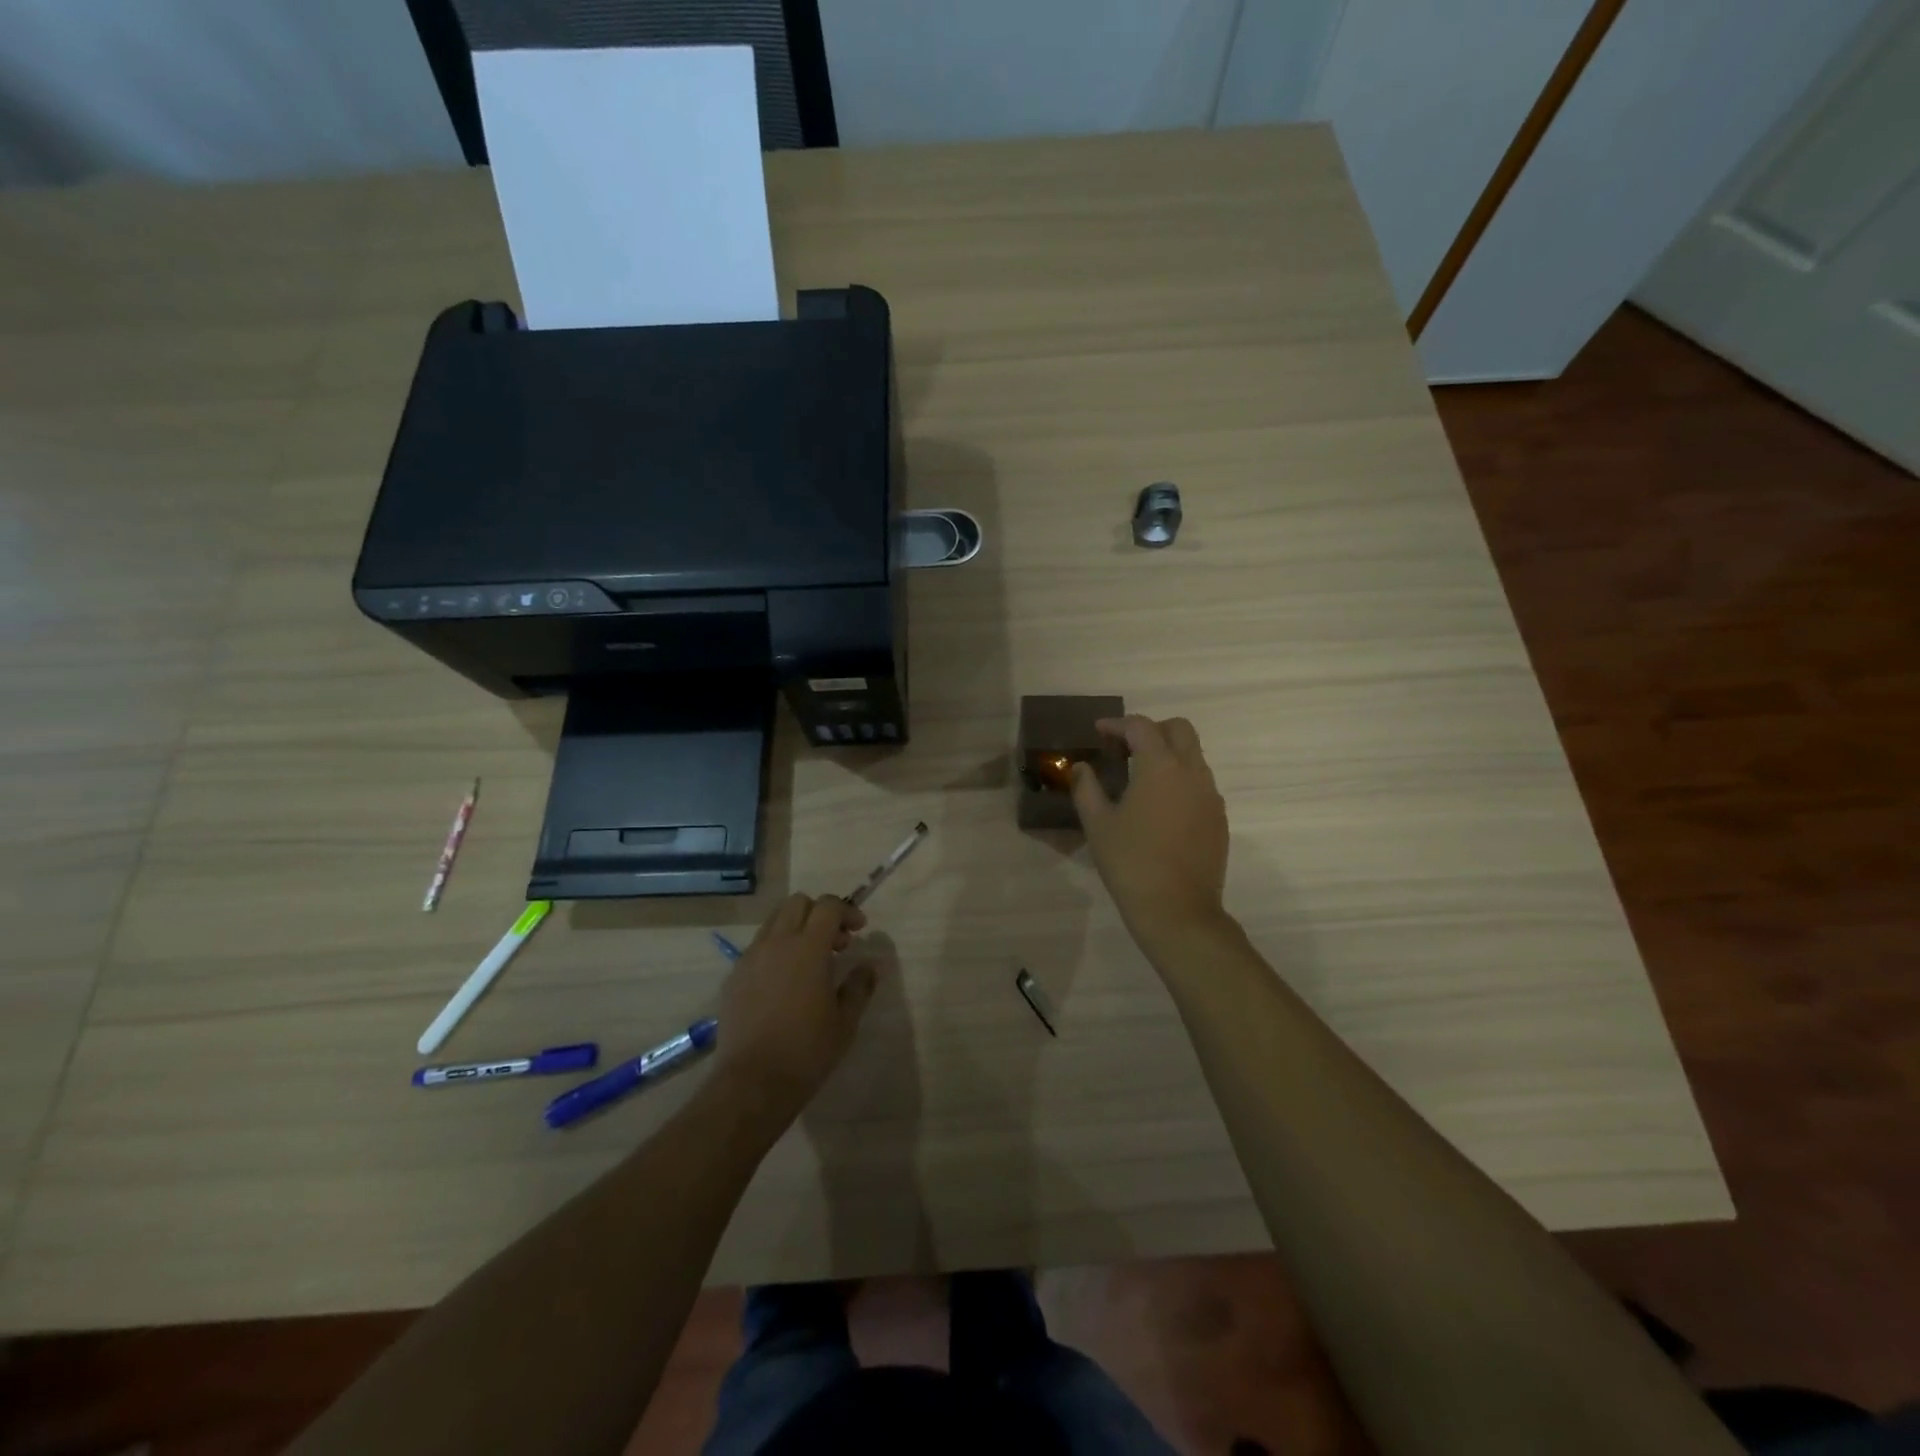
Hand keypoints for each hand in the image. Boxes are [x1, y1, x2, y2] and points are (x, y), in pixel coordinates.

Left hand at [712, 894, 878, 1123]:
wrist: (752, 1084)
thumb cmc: (806, 1051)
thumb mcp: (845, 1021)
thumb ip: (860, 986)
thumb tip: (870, 965)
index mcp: (807, 948)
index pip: (827, 906)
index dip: (846, 911)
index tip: (859, 930)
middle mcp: (776, 943)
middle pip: (797, 903)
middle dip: (820, 913)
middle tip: (836, 943)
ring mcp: (750, 958)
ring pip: (774, 922)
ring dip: (796, 929)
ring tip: (810, 961)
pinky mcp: (734, 977)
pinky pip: (758, 947)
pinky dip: (776, 949)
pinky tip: (785, 982)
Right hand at [1072, 715, 1229, 944]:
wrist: (1177, 910)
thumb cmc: (1131, 862)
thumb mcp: (1098, 824)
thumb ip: (1086, 788)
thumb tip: (1081, 767)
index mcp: (1161, 767)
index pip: (1141, 727)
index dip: (1117, 724)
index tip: (1098, 731)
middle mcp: (1192, 773)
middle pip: (1180, 730)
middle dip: (1152, 729)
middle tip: (1125, 747)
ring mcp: (1211, 797)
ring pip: (1194, 757)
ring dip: (1168, 754)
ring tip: (1140, 776)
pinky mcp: (1219, 819)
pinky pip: (1201, 784)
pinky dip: (1180, 780)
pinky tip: (1160, 805)